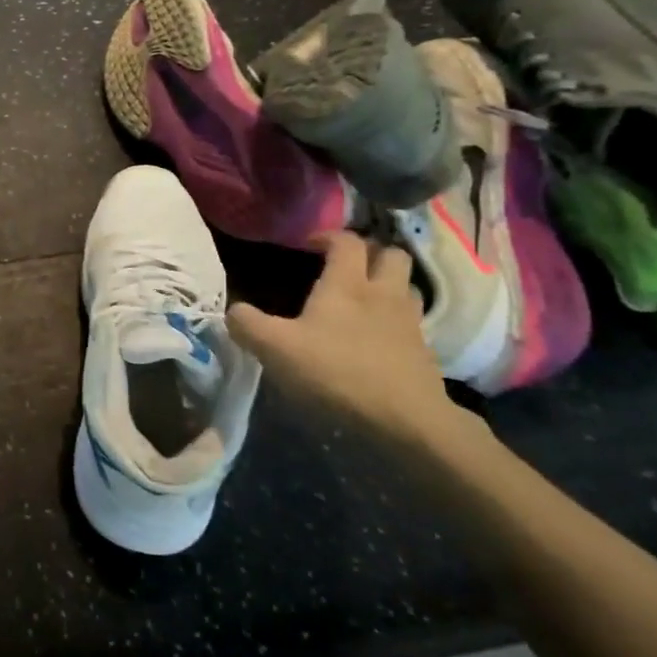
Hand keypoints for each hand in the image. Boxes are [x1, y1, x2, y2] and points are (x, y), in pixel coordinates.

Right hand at [227, 231, 454, 443]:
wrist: (406, 420)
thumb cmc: (336, 372)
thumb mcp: (276, 349)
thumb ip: (247, 325)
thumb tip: (232, 311)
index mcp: (348, 284)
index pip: (346, 241)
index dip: (328, 236)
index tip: (308, 245)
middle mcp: (383, 293)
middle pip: (391, 254)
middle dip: (370, 252)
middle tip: (346, 266)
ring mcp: (409, 322)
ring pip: (407, 286)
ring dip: (389, 284)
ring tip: (366, 298)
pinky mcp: (424, 352)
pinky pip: (412, 321)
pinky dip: (396, 319)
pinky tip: (377, 337)